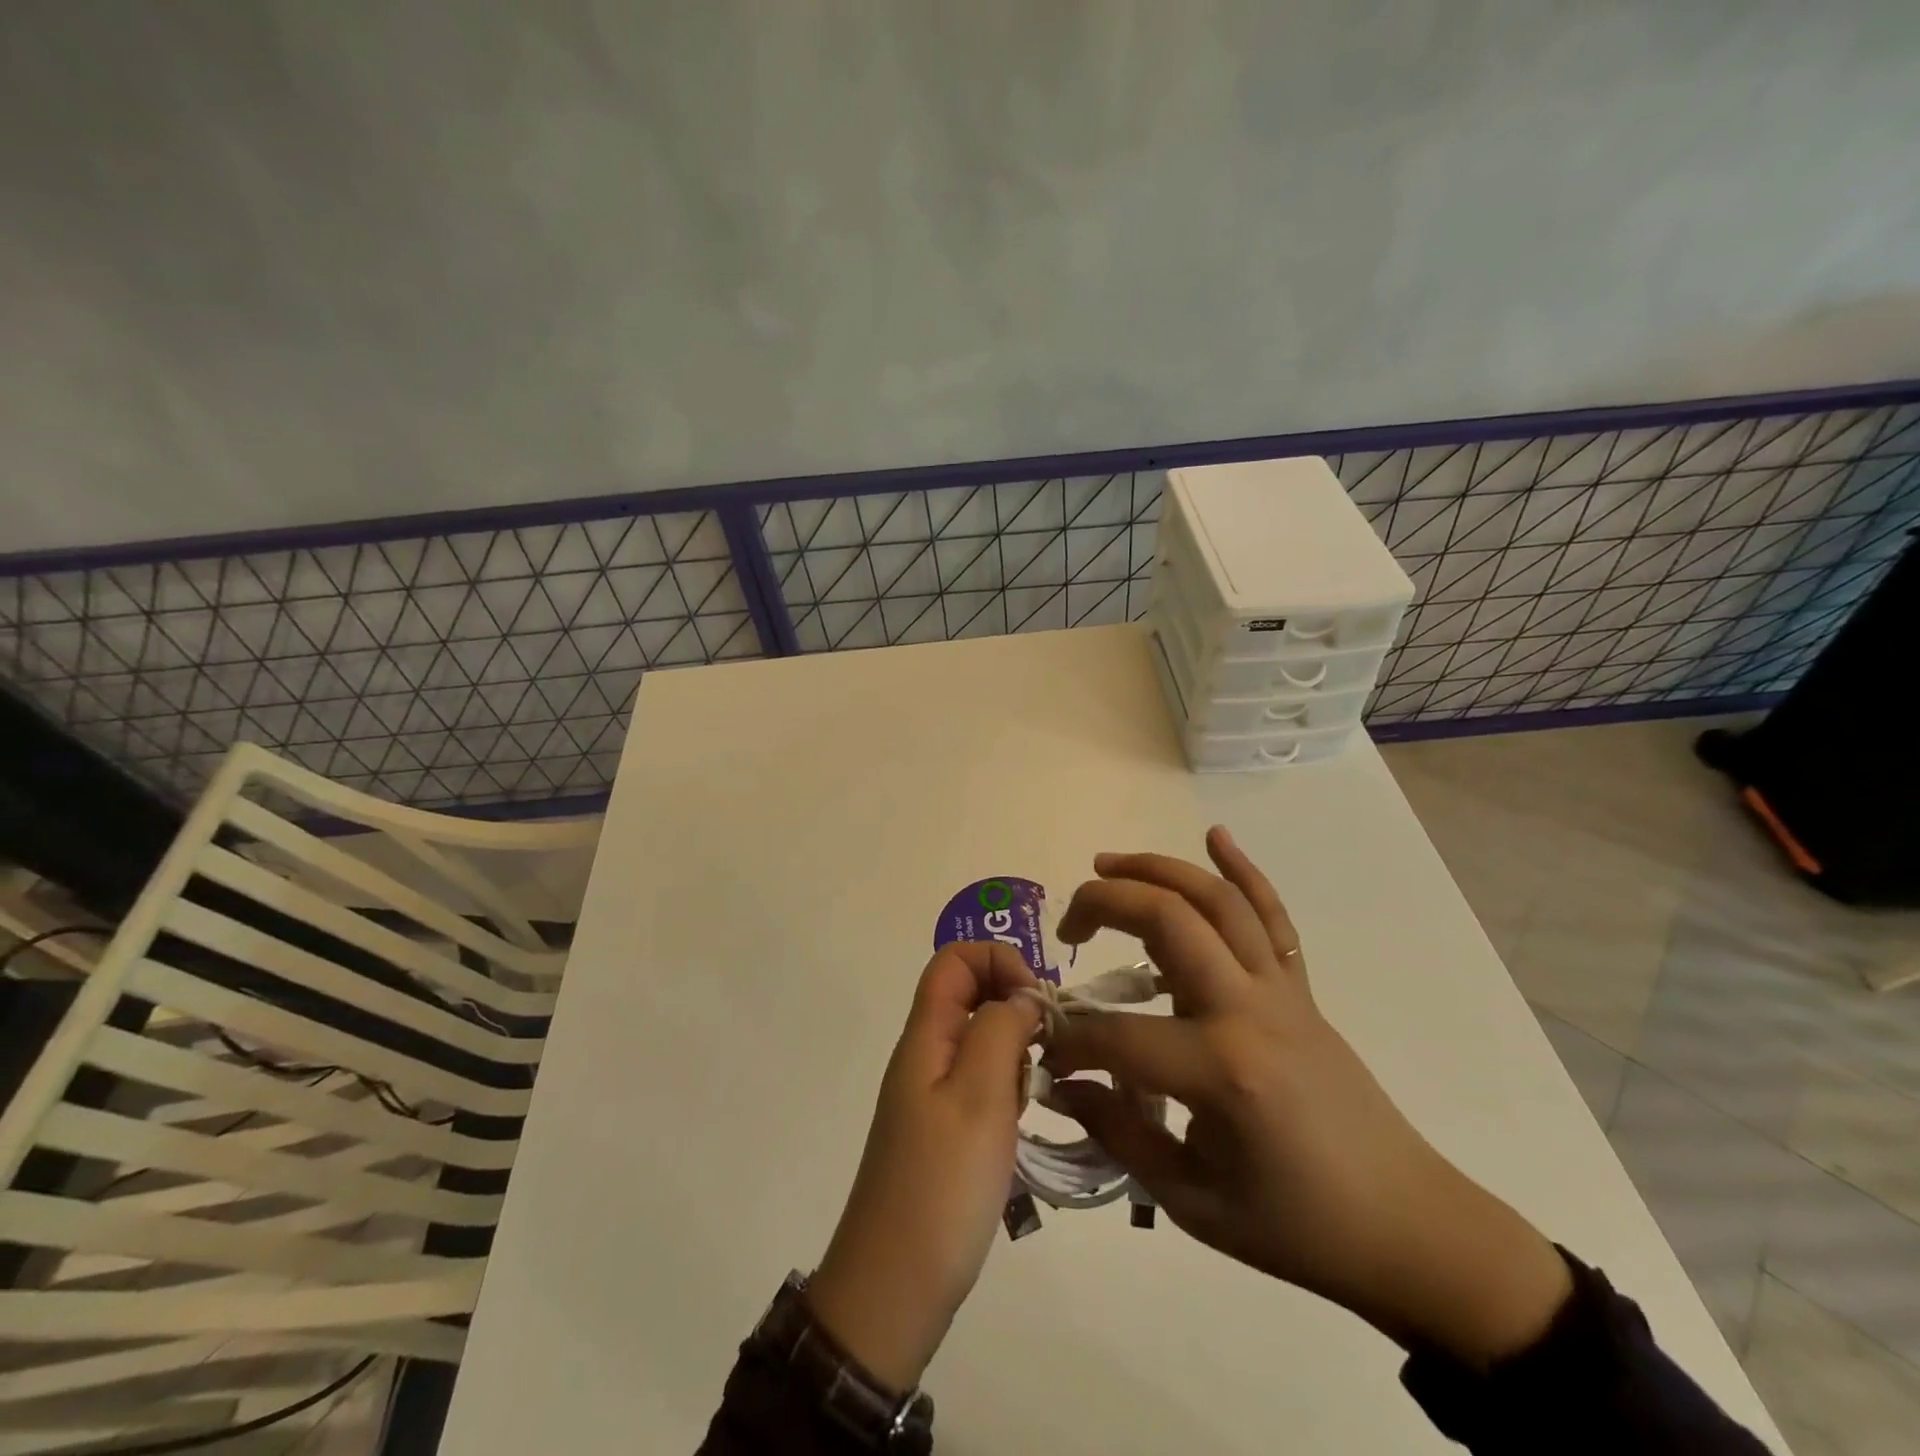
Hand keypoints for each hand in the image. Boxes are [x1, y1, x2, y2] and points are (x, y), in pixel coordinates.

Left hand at [807, 941, 1041, 1392]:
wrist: (893, 1289)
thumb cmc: (941, 1185)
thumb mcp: (979, 1097)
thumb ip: (1001, 1030)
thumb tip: (1022, 995)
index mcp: (925, 1036)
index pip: (954, 960)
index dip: (997, 960)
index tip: (1037, 1001)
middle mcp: (925, 1055)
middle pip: (969, 994)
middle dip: (1015, 1004)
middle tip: (1050, 1047)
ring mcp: (932, 1094)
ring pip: (980, 1038)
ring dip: (1015, 1049)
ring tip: (1036, 1090)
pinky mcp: (944, 1129)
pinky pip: (980, 1082)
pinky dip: (1008, 1086)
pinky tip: (1023, 1121)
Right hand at [1045, 827, 1572, 1368]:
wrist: (1408, 1228)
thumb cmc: (1297, 1226)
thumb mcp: (1195, 1201)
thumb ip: (1119, 1133)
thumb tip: (1063, 1084)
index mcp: (1220, 1070)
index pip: (1116, 1035)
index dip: (1069, 1041)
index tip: (1045, 1052)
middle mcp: (1248, 1009)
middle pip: (1166, 920)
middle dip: (1103, 905)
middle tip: (1068, 928)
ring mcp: (1280, 990)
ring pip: (1216, 901)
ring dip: (1156, 870)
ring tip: (1107, 864)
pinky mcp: (1302, 989)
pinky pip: (1273, 916)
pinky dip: (1245, 869)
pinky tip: (1216, 836)